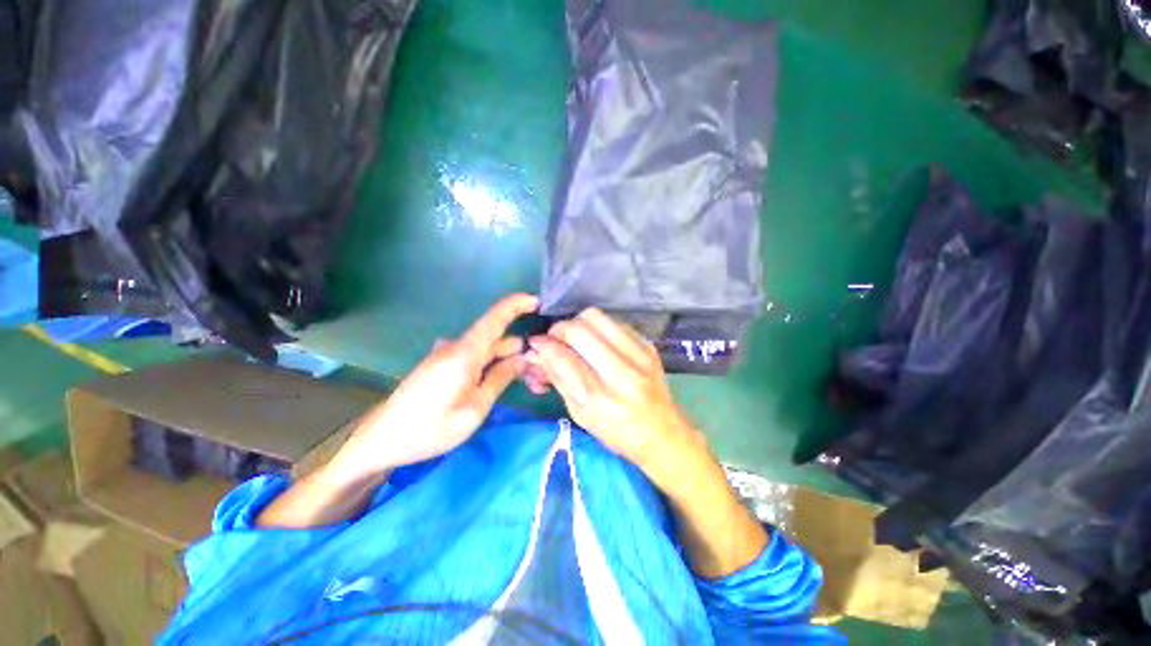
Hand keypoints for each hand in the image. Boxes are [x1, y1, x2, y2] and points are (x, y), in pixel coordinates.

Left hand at [334, 294, 537, 478]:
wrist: (381, 440)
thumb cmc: (429, 429)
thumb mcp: (474, 409)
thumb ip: (500, 379)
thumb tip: (522, 357)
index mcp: (464, 353)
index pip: (495, 317)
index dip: (517, 304)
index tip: (538, 301)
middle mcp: (456, 346)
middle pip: (496, 337)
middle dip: (520, 348)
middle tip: (541, 370)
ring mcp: (447, 354)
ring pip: (486, 349)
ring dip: (507, 359)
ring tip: (527, 379)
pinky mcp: (442, 364)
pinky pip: (474, 357)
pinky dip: (491, 364)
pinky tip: (502, 379)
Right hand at [524, 308, 699, 473]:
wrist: (664, 433)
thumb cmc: (617, 432)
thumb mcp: (580, 414)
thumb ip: (558, 379)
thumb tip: (535, 353)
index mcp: (599, 397)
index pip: (563, 356)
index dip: (543, 344)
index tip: (534, 342)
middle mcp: (620, 372)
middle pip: (578, 329)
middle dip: (558, 329)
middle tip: (553, 338)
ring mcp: (638, 355)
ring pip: (596, 317)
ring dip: (577, 323)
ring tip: (574, 337)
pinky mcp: (648, 345)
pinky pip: (614, 321)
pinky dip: (598, 327)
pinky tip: (597, 341)